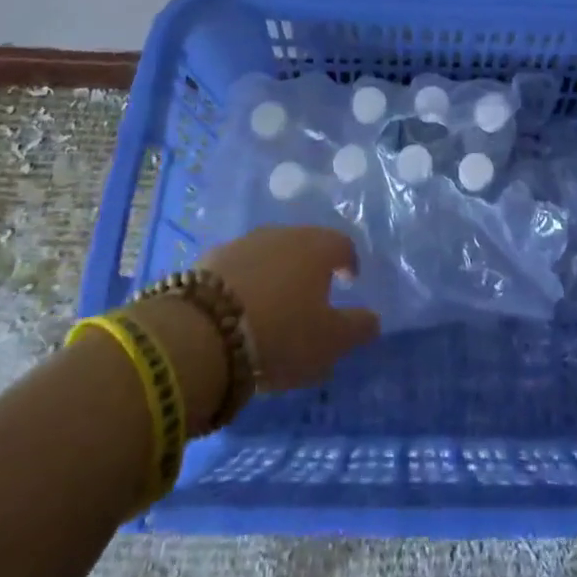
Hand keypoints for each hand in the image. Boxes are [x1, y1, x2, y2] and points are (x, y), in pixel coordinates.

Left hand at [197, 226, 381, 391]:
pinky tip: (238, 308)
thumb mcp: (330, 341)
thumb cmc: (281, 333)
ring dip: (275, 273)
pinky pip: (237, 268)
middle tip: (311, 295)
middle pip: (304, 244)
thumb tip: (373, 319)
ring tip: (272, 305)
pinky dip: (243, 282)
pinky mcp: (208, 260)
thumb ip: (357, 328)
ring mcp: (243, 243)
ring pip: (269, 253)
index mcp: (317, 247)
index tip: (348, 281)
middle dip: (310, 266)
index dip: (348, 262)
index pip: (342, 245)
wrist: (202, 332)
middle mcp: (282, 234)